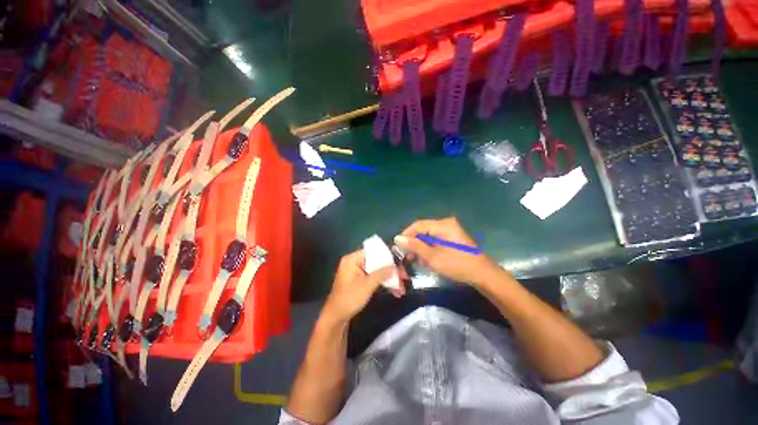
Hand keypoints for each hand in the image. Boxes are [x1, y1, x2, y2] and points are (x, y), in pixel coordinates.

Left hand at [322, 250, 395, 323]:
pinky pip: (374, 278)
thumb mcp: (367, 285)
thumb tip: (395, 266)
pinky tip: (395, 291)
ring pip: (377, 271)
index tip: (400, 262)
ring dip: (389, 279)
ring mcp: (358, 272)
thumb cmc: (349, 298)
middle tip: (404, 277)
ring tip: (402, 288)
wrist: (336, 318)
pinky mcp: (360, 281)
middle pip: (377, 262)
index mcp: (353, 259)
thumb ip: (381, 273)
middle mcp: (355, 263)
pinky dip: (383, 283)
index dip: (387, 256)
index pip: (373, 251)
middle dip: (391, 270)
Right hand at [395, 217, 503, 286]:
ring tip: (418, 261)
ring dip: (421, 248)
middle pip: (423, 230)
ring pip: (428, 236)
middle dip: (414, 243)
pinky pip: (435, 240)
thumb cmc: (457, 264)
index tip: (398, 247)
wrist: (483, 275)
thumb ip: (414, 246)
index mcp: (443, 225)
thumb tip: (397, 238)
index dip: (406, 235)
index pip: (418, 225)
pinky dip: (429, 249)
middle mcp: (446, 224)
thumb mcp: (433, 256)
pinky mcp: (452, 238)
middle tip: (408, 257)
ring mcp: (450, 231)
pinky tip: (428, 260)